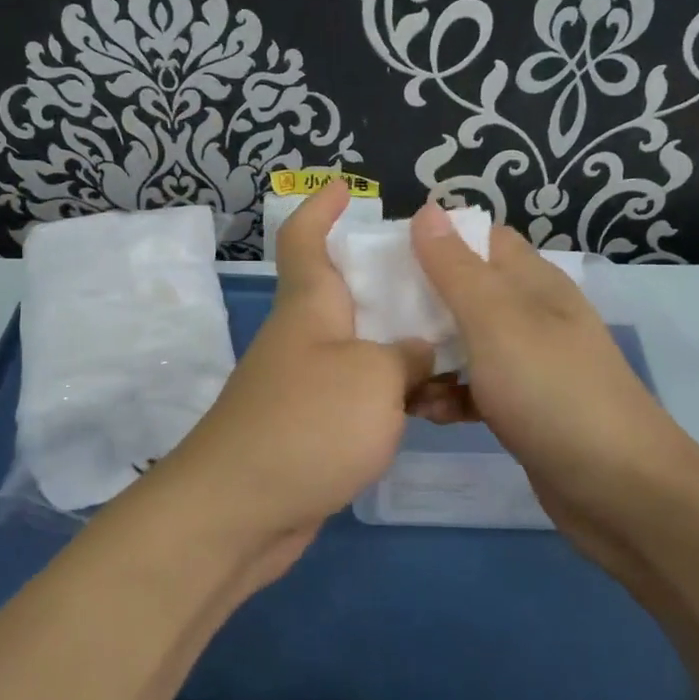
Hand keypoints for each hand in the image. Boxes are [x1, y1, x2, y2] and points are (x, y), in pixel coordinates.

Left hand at [142, 182, 433, 589]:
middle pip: (345, 293)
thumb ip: (406, 356)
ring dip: (401, 344)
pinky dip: (392, 393)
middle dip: (388, 280)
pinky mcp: (310, 429)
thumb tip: (418, 352)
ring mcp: (304, 385)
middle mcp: (304, 338)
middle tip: (444, 279)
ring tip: (459, 343)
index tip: (343, 186)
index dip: (321, 207)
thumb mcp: (374, 377)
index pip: (305, 239)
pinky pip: (359, 394)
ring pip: (360, 348)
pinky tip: (431, 405)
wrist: (240, 512)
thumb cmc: (307, 424)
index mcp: (310, 306)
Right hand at [408, 204, 698, 548]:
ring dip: (430, 355)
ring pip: (465, 344)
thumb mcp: (497, 322)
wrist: (619, 490)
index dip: (435, 238)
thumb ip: (457, 269)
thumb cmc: (552, 392)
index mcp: (532, 283)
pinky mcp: (522, 409)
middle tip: (369, 317)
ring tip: (391, 372)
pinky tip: (426, 413)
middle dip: (420, 302)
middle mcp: (531, 316)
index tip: (384, 256)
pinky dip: (449, 396)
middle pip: (466, 292)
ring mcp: (528, 365)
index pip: (480, 239)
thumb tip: (428, 210)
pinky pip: (474, 390)